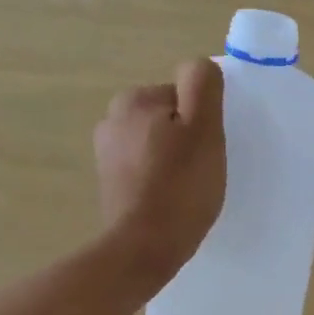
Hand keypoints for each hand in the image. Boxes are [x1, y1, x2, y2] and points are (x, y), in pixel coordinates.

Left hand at [94, 59, 225, 290]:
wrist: (144, 247)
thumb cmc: (180, 187)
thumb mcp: (204, 129)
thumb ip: (202, 86)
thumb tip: (198, 67)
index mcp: (134, 100)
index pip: (184, 97)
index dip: (203, 123)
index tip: (207, 150)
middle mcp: (112, 120)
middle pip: (169, 119)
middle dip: (186, 139)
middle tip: (201, 171)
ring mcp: (106, 154)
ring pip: (157, 145)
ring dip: (173, 161)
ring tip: (186, 190)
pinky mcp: (109, 183)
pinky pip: (145, 170)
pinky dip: (159, 180)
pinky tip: (170, 201)